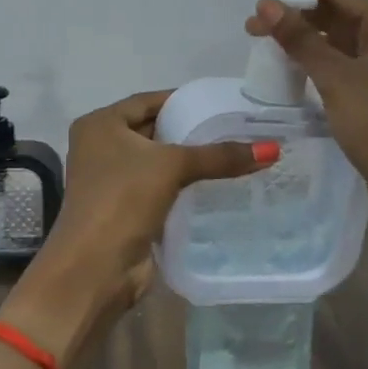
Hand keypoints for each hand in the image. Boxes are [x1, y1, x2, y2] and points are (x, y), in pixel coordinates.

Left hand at [8, 90, 273, 357]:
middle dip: (191, 131)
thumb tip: (272, 149)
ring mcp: (112, 180)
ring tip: (236, 154)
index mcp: (100, 125)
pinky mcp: (126, 209)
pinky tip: (218, 185)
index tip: (222, 102)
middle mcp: (101, 147)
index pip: (149, 101)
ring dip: (190, 161)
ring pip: (159, 162)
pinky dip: (184, 186)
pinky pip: (161, 188)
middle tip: (236, 128)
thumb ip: (219, 156)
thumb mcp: (172, 167)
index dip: (184, 100)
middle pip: (154, 130)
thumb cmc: (123, 199)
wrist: (95, 268)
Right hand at [245, 0, 367, 239]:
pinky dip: (317, 61)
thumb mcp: (337, 79)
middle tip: (253, 24)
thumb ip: (301, 39)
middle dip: (297, 14)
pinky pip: (344, 65)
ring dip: (305, 38)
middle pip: (340, 14)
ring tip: (264, 42)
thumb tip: (267, 4)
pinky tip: (291, 67)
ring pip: (341, 41)